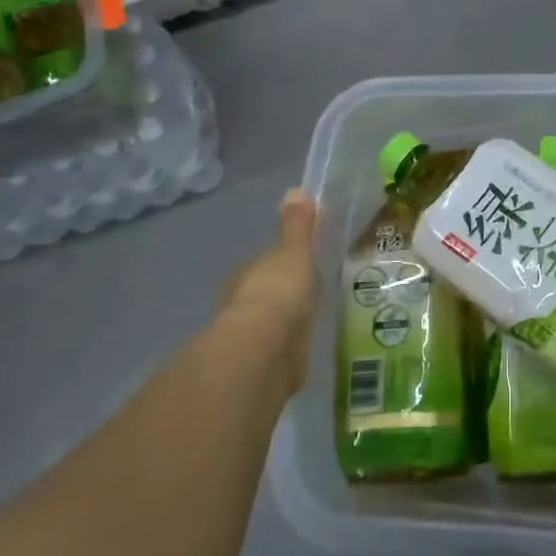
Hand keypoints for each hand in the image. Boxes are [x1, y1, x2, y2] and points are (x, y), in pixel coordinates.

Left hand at [217, 188, 319, 395]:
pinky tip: (305, 348)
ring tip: (311, 319)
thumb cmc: (279, 291)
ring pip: (272, 323)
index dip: (281, 262)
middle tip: (309, 291)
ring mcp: (252, 337)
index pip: (263, 264)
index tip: (300, 262)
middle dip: (282, 293)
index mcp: (247, 274)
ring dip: (286, 322)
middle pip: (266, 293)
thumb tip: (296, 189)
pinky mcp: (265, 366)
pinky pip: (281, 350)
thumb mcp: (294, 252)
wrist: (265, 350)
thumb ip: (297, 226)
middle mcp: (243, 303)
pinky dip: (290, 348)